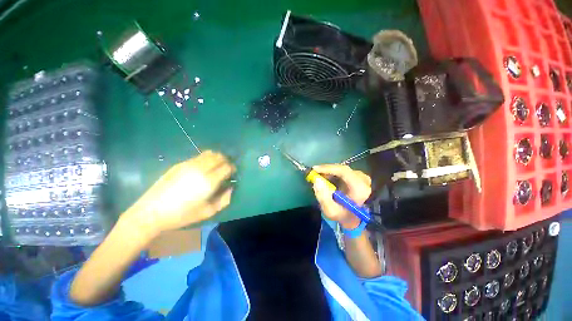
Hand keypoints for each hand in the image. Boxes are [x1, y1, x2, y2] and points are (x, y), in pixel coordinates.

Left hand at [125, 151, 234, 236]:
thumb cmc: (182, 215)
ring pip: (209, 154)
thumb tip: (231, 188)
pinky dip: (205, 159)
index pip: (227, 167)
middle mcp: (201, 169)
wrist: (152, 212)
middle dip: (225, 161)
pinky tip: (203, 167)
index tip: (232, 173)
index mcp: (209, 182)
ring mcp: (189, 165)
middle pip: (219, 157)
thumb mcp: (208, 212)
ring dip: (216, 158)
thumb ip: (224, 200)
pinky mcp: (179, 164)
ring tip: (216, 165)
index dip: (232, 168)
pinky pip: (198, 157)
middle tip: (225, 168)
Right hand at [312, 164, 371, 229]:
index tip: (314, 169)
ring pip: (341, 169)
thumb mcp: (330, 210)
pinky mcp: (358, 176)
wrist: (352, 217)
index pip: (344, 172)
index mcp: (360, 189)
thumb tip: (316, 179)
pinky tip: (326, 177)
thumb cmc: (342, 214)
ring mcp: (362, 177)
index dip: (328, 168)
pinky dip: (333, 172)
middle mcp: (363, 180)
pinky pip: (343, 171)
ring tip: (318, 176)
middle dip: (326, 169)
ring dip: (329, 171)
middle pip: (342, 169)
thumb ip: (322, 196)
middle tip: (313, 172)